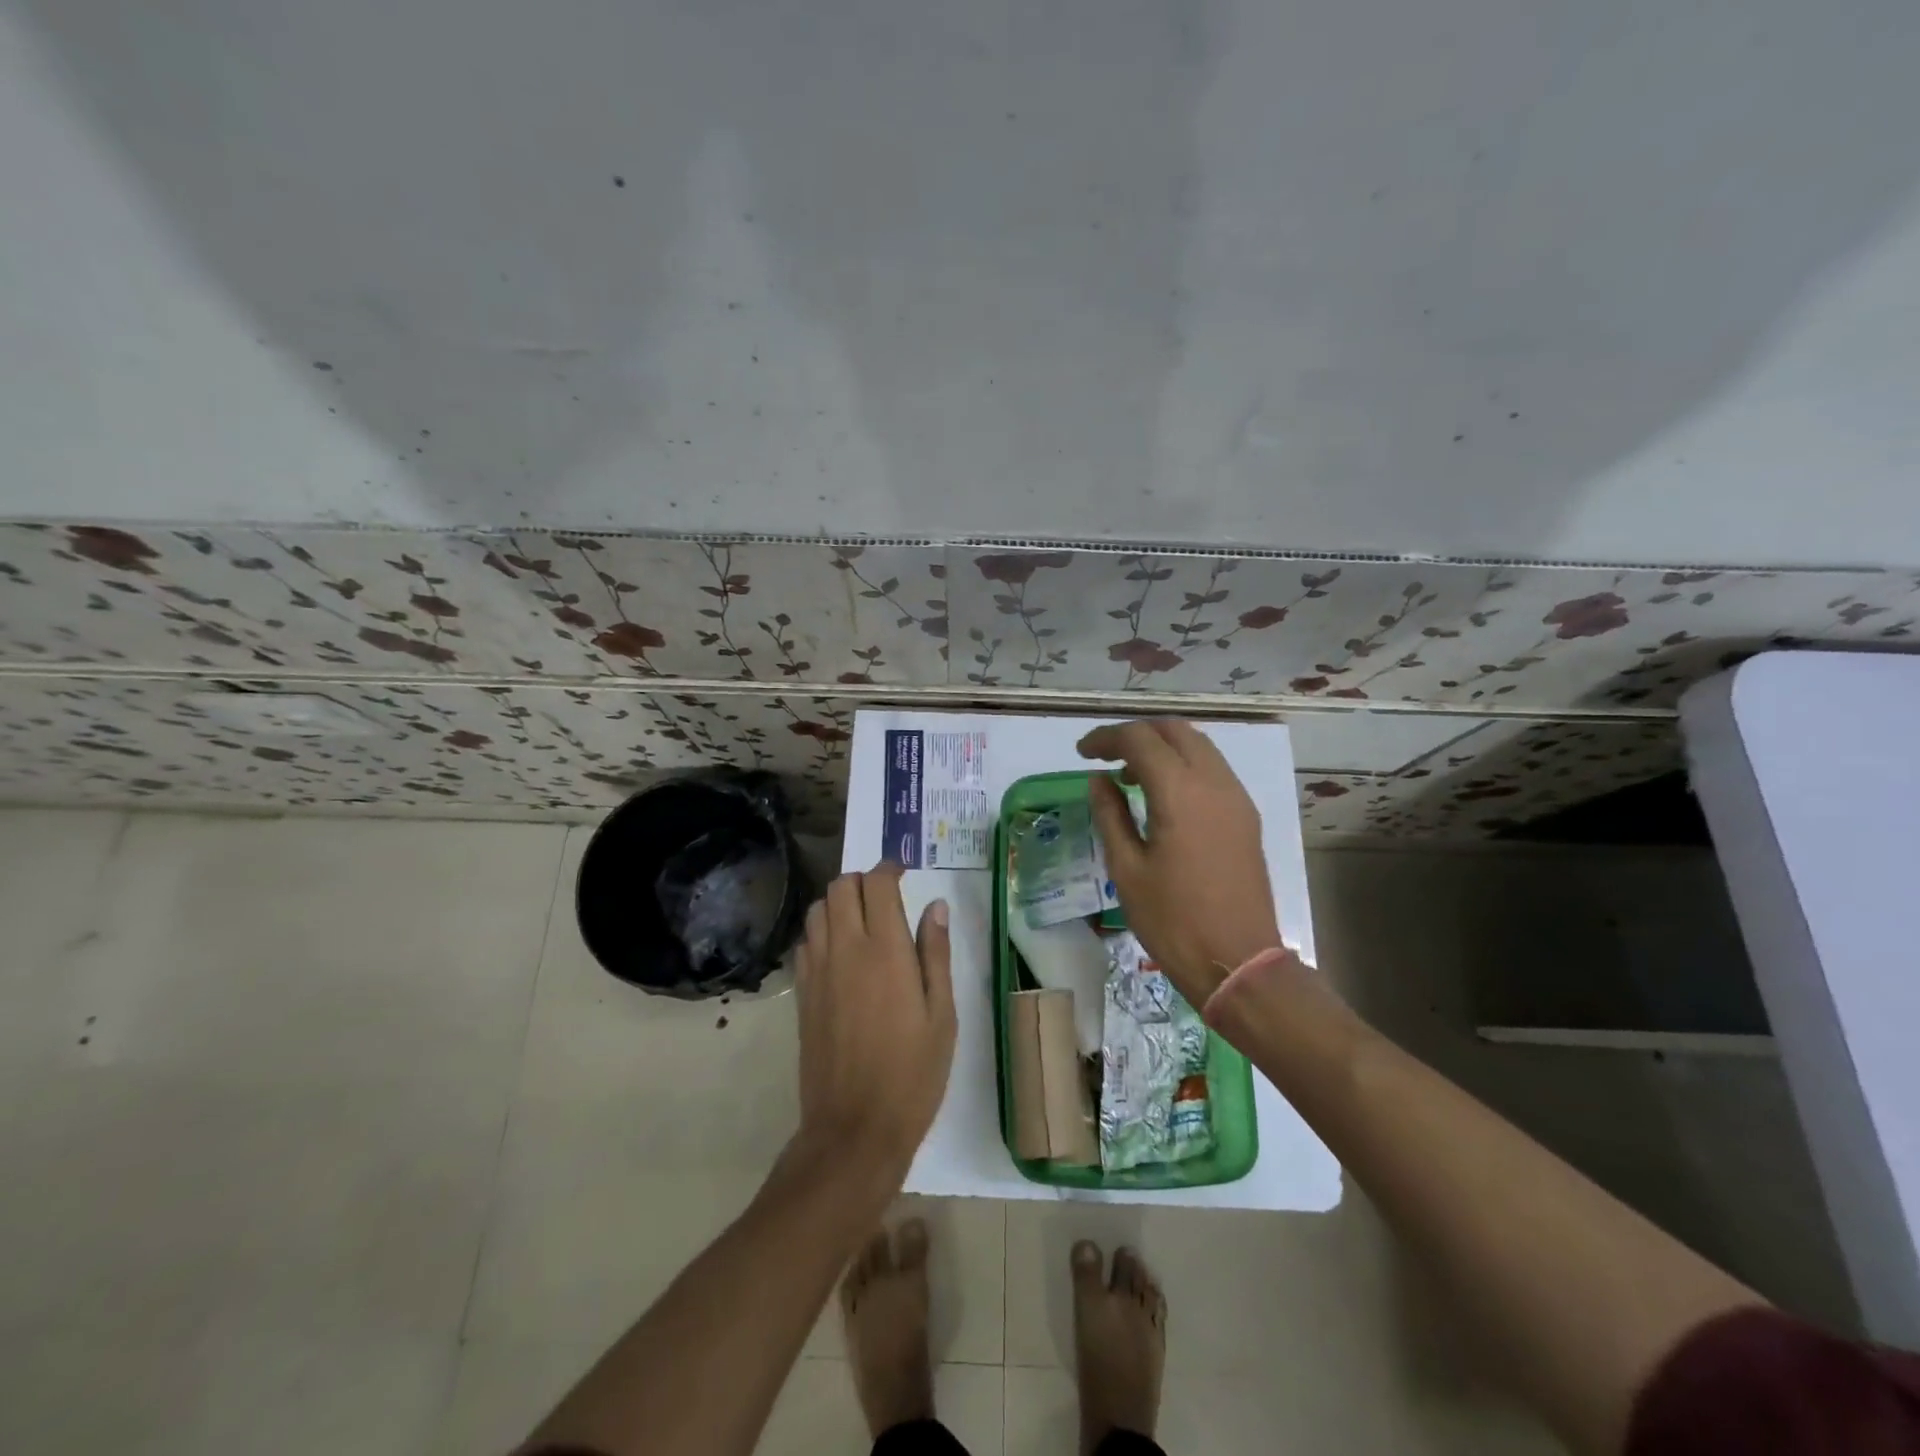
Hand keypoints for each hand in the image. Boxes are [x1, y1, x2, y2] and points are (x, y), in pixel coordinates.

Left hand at [792, 863, 955, 1180]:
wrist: (855, 1128)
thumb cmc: (913, 1073)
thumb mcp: (942, 1014)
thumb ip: (935, 953)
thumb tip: (936, 906)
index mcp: (885, 950)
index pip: (876, 883)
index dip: (889, 868)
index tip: (904, 873)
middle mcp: (845, 949)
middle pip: (840, 887)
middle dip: (862, 880)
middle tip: (885, 897)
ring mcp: (818, 970)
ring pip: (818, 910)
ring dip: (838, 902)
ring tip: (862, 921)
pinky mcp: (802, 993)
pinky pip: (805, 941)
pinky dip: (821, 930)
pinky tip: (841, 952)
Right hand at [1079, 720, 1282, 1004]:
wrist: (1238, 962)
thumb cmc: (1173, 920)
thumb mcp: (1126, 869)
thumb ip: (1110, 815)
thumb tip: (1100, 780)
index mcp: (1180, 792)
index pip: (1139, 739)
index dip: (1106, 738)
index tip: (1082, 753)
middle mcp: (1214, 783)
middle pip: (1174, 730)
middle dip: (1136, 734)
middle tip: (1106, 758)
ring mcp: (1236, 798)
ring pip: (1198, 746)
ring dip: (1162, 748)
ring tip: (1130, 777)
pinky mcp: (1246, 817)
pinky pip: (1213, 769)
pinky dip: (1183, 766)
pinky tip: (1162, 796)